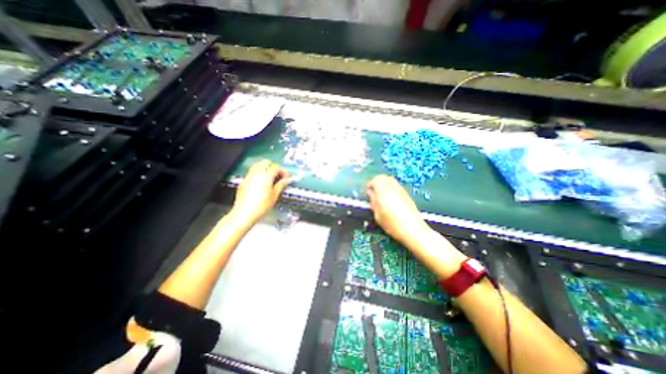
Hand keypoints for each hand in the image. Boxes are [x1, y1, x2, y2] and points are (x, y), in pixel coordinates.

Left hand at [232, 158, 291, 223]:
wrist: (244, 213)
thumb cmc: (262, 206)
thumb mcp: (274, 195)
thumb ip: (281, 185)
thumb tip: (288, 179)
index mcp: (266, 176)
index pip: (276, 167)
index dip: (283, 171)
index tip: (287, 177)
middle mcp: (256, 173)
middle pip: (266, 162)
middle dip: (274, 167)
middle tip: (279, 176)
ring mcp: (249, 176)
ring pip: (258, 165)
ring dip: (266, 168)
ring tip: (271, 178)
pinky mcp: (244, 181)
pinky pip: (252, 172)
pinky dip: (259, 173)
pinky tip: (262, 182)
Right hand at [367, 176, 428, 248]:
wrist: (412, 229)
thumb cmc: (392, 224)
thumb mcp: (377, 214)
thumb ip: (373, 201)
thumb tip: (370, 193)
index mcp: (383, 191)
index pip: (375, 180)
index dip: (370, 184)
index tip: (368, 191)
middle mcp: (393, 187)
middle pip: (383, 177)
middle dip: (377, 182)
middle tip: (373, 191)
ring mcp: (401, 189)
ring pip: (390, 180)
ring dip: (384, 184)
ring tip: (380, 194)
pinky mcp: (406, 194)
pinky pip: (396, 185)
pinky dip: (390, 187)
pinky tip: (389, 198)